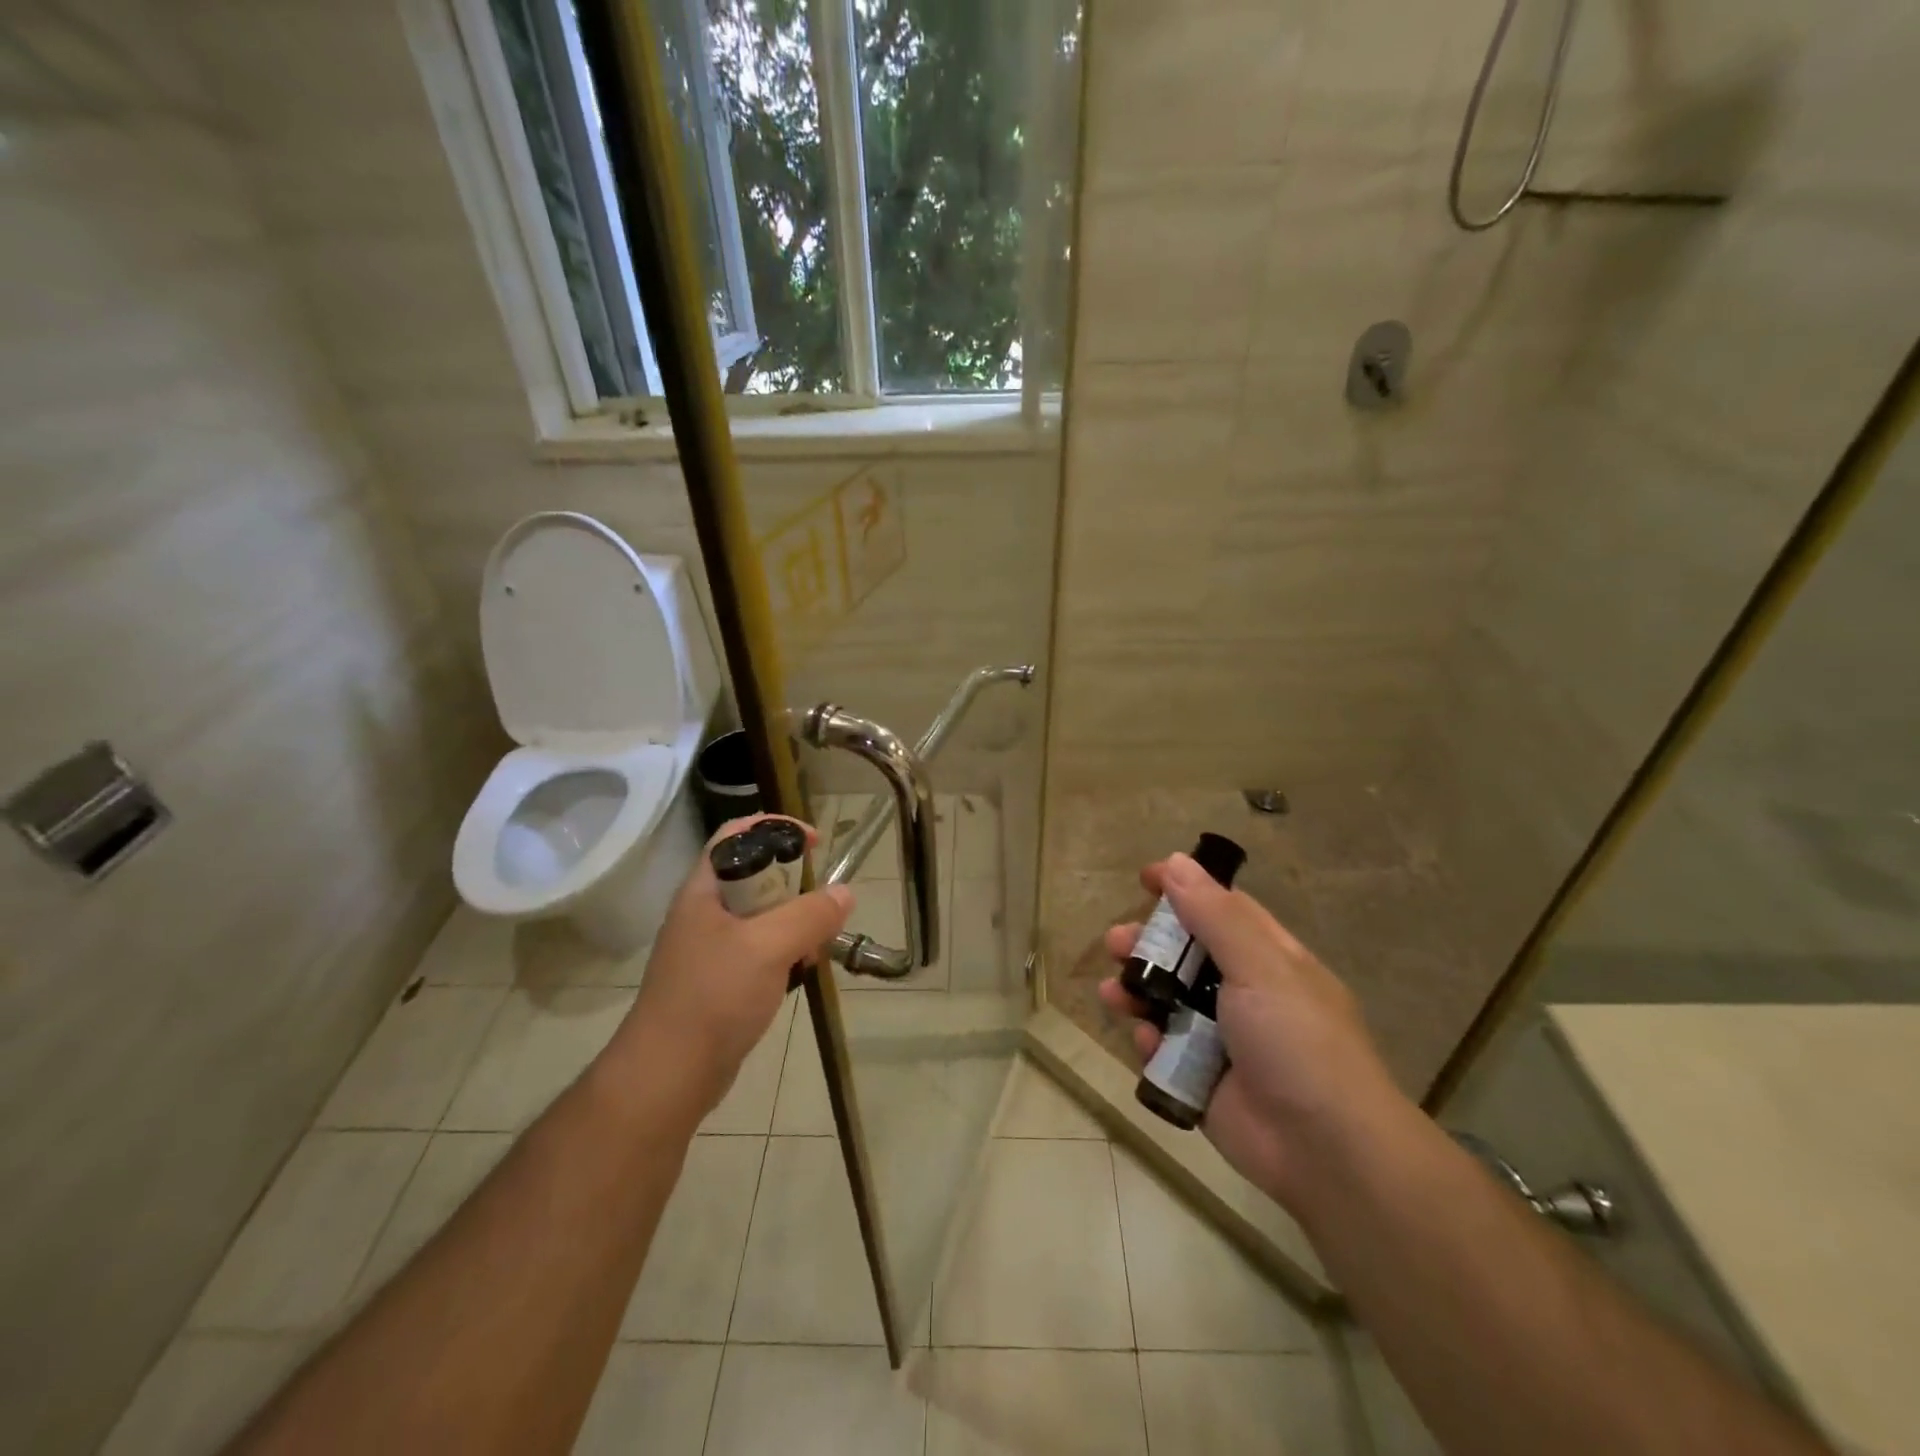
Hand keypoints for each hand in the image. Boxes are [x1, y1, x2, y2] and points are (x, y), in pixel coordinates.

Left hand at [610, 815, 851, 1120]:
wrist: (668, 1075)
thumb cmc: (713, 997)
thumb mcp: (768, 947)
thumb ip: (810, 915)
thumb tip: (845, 892)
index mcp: (703, 891)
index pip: (735, 835)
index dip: (775, 828)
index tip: (815, 843)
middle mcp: (703, 913)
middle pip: (754, 876)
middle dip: (794, 884)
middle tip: (822, 903)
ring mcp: (709, 949)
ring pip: (761, 917)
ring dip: (793, 923)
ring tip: (815, 944)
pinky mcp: (719, 980)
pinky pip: (759, 951)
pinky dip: (784, 953)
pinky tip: (799, 973)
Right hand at [1098, 853, 1405, 1209]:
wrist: (1326, 1151)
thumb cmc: (1297, 1041)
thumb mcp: (1260, 966)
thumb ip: (1214, 915)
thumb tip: (1176, 861)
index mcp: (1269, 958)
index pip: (1222, 908)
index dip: (1184, 888)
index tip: (1144, 878)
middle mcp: (1245, 992)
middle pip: (1185, 954)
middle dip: (1147, 945)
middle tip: (1115, 943)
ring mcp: (1222, 1038)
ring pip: (1167, 1001)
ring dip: (1137, 991)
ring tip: (1112, 993)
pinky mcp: (1201, 1078)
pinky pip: (1163, 1048)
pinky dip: (1149, 1040)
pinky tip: (1144, 1039)